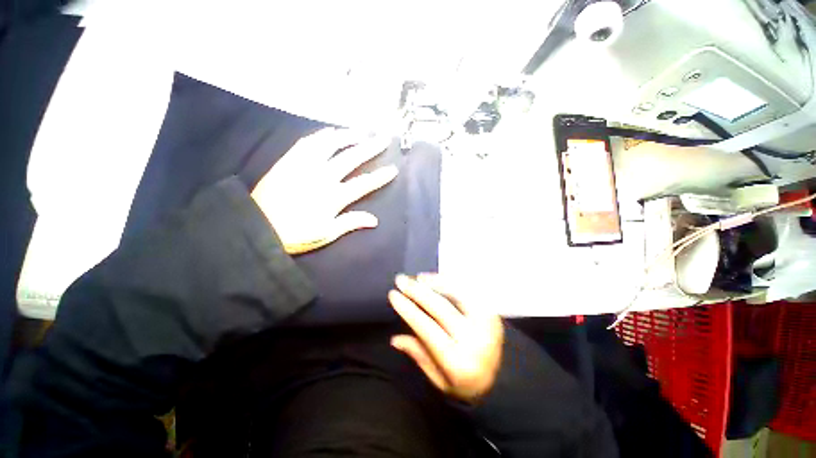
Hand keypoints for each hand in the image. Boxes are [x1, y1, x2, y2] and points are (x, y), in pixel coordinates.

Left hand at [251, 128, 397, 254]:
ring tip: (362, 131)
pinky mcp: (290, 160)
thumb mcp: (326, 234)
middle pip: (351, 158)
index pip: (363, 183)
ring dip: (348, 136)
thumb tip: (374, 220)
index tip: (393, 169)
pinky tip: (331, 132)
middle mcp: (322, 176)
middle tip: (384, 138)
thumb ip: (351, 223)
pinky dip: (322, 135)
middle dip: (370, 147)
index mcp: (333, 196)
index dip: (380, 176)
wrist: (257, 225)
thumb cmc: (295, 233)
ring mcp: (305, 165)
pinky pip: (308, 142)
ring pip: (330, 144)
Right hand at [388, 274, 504, 402]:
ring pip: (457, 294)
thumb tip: (394, 339)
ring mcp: (486, 323)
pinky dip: (453, 282)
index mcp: (457, 360)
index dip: (408, 309)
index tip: (393, 294)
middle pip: (440, 307)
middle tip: (401, 279)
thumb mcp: (439, 380)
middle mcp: (473, 339)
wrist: (504, 382)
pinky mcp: (492, 313)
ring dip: (436, 282)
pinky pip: (470, 291)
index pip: (426, 328)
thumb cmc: (465, 384)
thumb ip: (418, 355)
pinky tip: (439, 279)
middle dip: (417, 291)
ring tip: (419, 277)